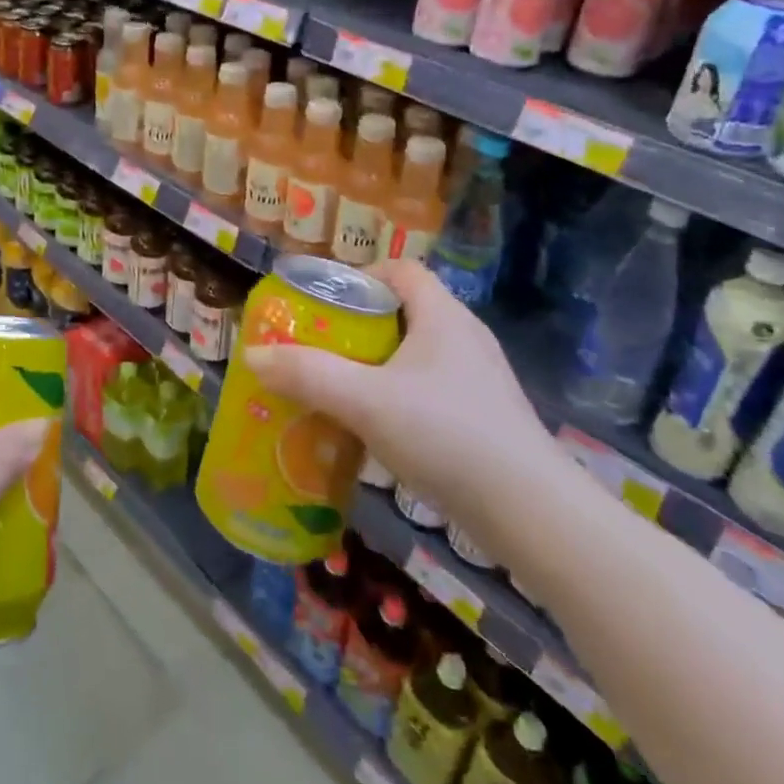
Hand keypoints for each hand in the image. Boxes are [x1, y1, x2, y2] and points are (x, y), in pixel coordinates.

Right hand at [245, 261, 572, 557]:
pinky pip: (432, 390)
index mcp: (443, 316)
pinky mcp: (486, 418)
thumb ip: (307, 375)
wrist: (531, 513)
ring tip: (341, 389)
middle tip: (321, 348)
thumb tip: (252, 356)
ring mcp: (480, 380)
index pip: (401, 270)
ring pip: (417, 355)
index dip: (360, 276)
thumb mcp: (365, 401)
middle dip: (359, 326)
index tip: (324, 303)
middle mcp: (465, 338)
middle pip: (405, 311)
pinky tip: (379, 430)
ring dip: (378, 366)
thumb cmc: (446, 435)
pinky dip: (400, 397)